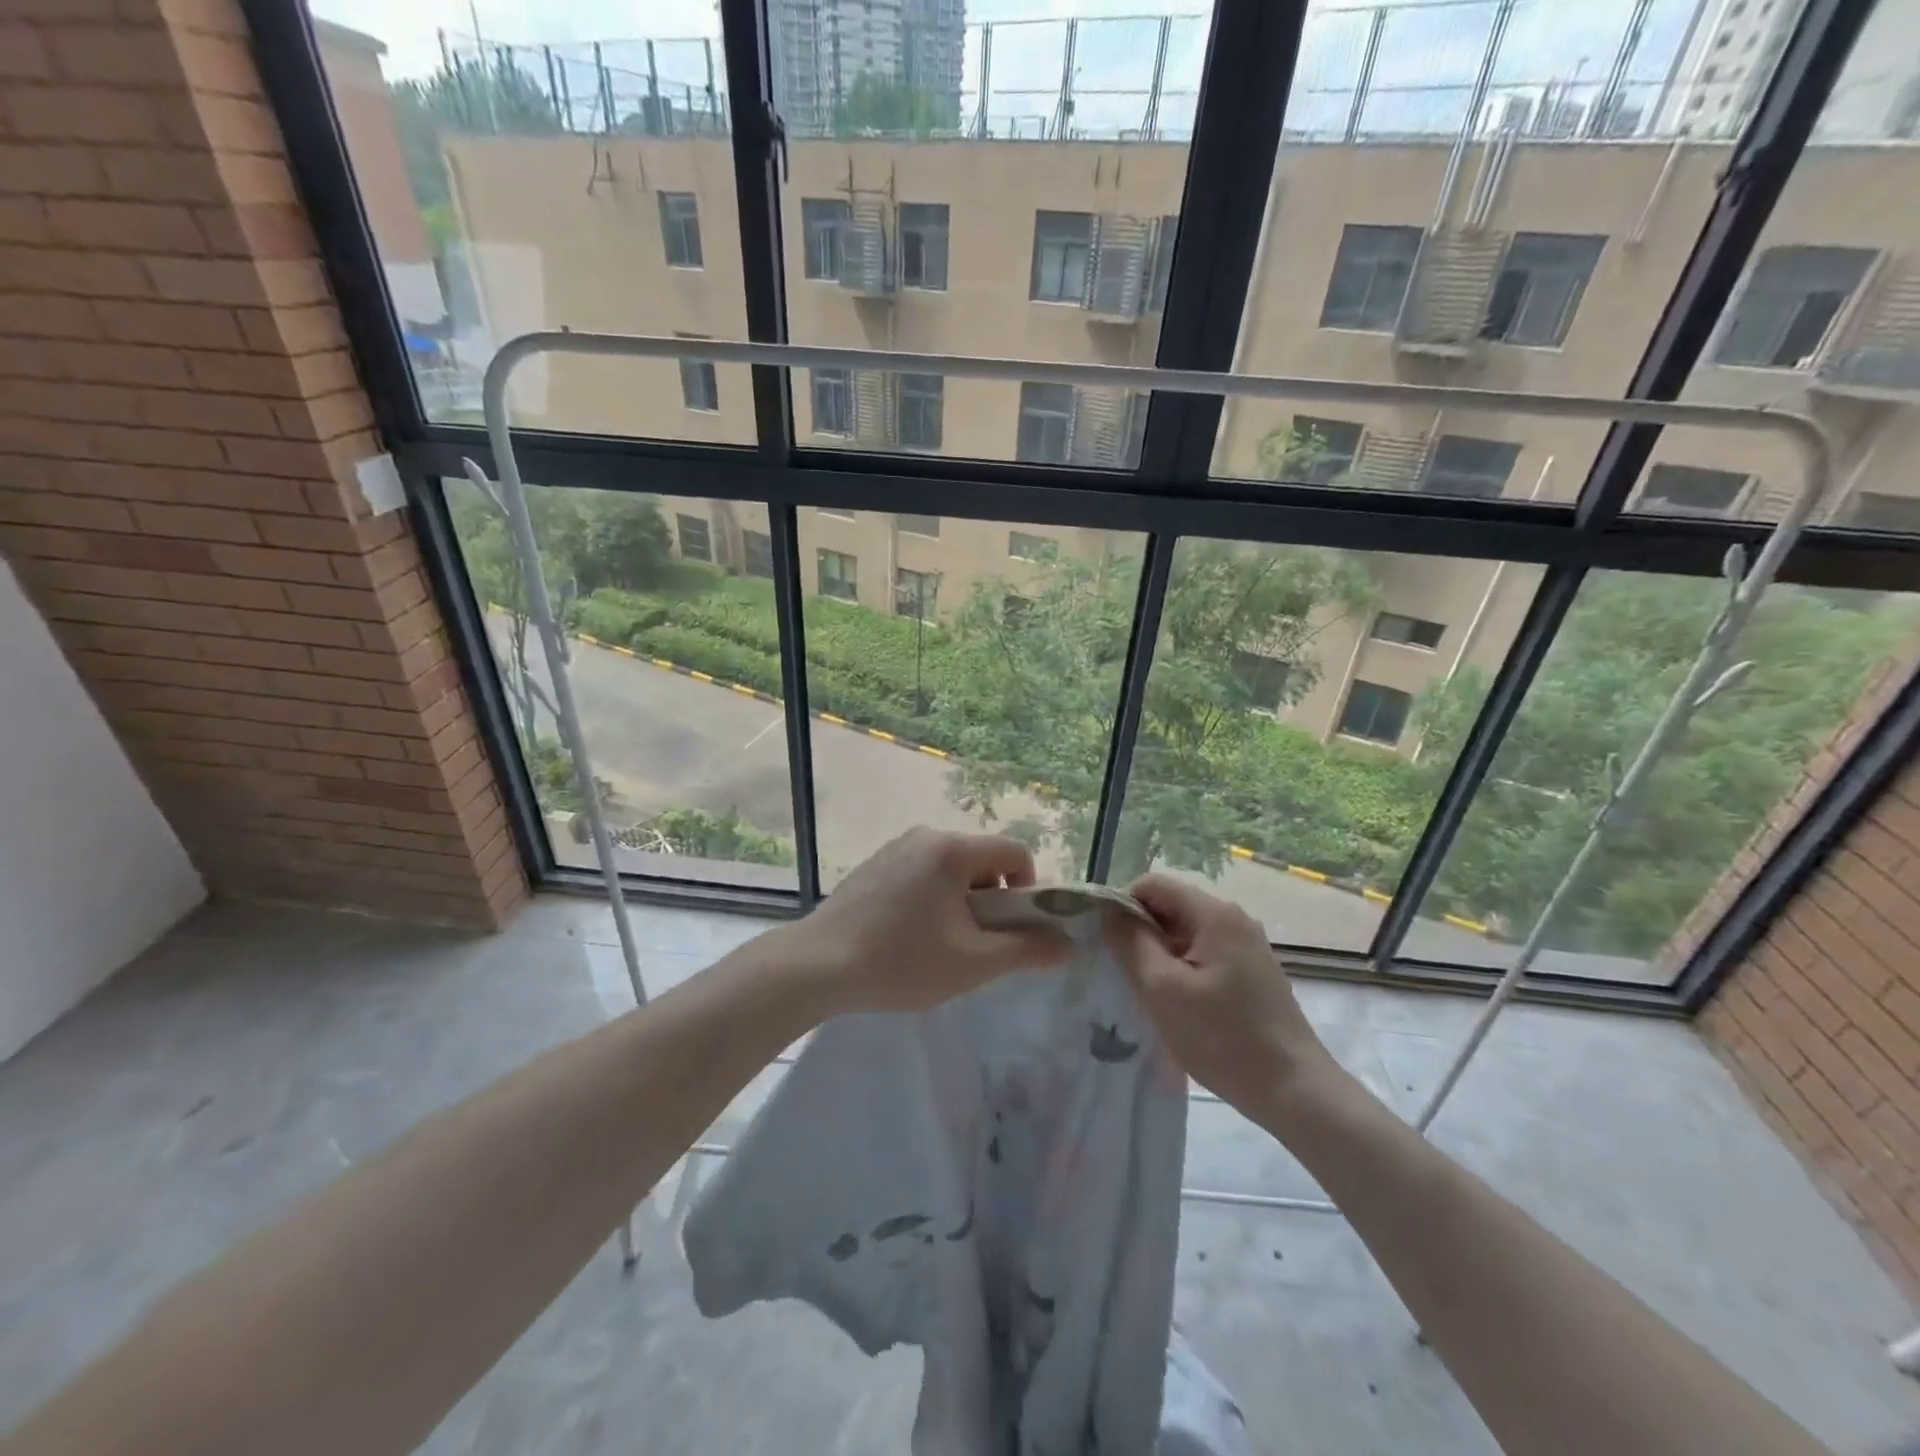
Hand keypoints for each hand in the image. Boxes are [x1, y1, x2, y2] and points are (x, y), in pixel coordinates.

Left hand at [782, 828, 1070, 1016]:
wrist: (817, 965)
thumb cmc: (901, 961)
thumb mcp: (973, 963)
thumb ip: (1026, 950)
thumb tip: (1069, 944)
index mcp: (952, 849)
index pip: (1015, 852)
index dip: (1027, 891)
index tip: (1010, 931)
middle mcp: (925, 836)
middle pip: (982, 860)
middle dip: (991, 901)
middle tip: (973, 945)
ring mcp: (895, 847)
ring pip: (951, 869)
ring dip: (960, 903)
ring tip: (938, 945)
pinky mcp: (874, 864)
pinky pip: (922, 873)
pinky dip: (931, 899)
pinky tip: (907, 936)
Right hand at [1105, 873, 1335, 1119]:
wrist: (1294, 1090)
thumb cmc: (1223, 1038)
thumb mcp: (1162, 989)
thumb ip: (1130, 942)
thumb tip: (1108, 911)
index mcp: (1214, 913)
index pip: (1152, 884)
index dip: (1122, 906)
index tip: (1108, 944)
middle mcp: (1233, 918)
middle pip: (1170, 906)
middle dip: (1140, 933)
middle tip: (1124, 973)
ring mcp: (1246, 944)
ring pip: (1184, 932)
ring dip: (1159, 954)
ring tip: (1148, 992)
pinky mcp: (1251, 970)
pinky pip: (1203, 953)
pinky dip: (1182, 969)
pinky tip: (1177, 1004)